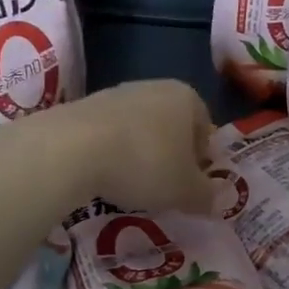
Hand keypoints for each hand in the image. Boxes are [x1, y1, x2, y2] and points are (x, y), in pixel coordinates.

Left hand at [51, 80, 215, 214]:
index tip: (192, 184)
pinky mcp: (84, 106)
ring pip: (139, 128)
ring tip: (131, 186)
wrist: (73, 148)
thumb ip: (206, 196)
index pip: (205, 127)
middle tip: (164, 188)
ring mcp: (116, 93)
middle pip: (171, 125)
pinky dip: (111, 152)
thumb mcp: (185, 190)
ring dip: (139, 154)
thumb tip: (215, 201)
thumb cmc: (145, 164)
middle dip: (170, 155)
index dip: (202, 159)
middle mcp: (154, 87)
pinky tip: (104, 176)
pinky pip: (108, 133)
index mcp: (186, 97)